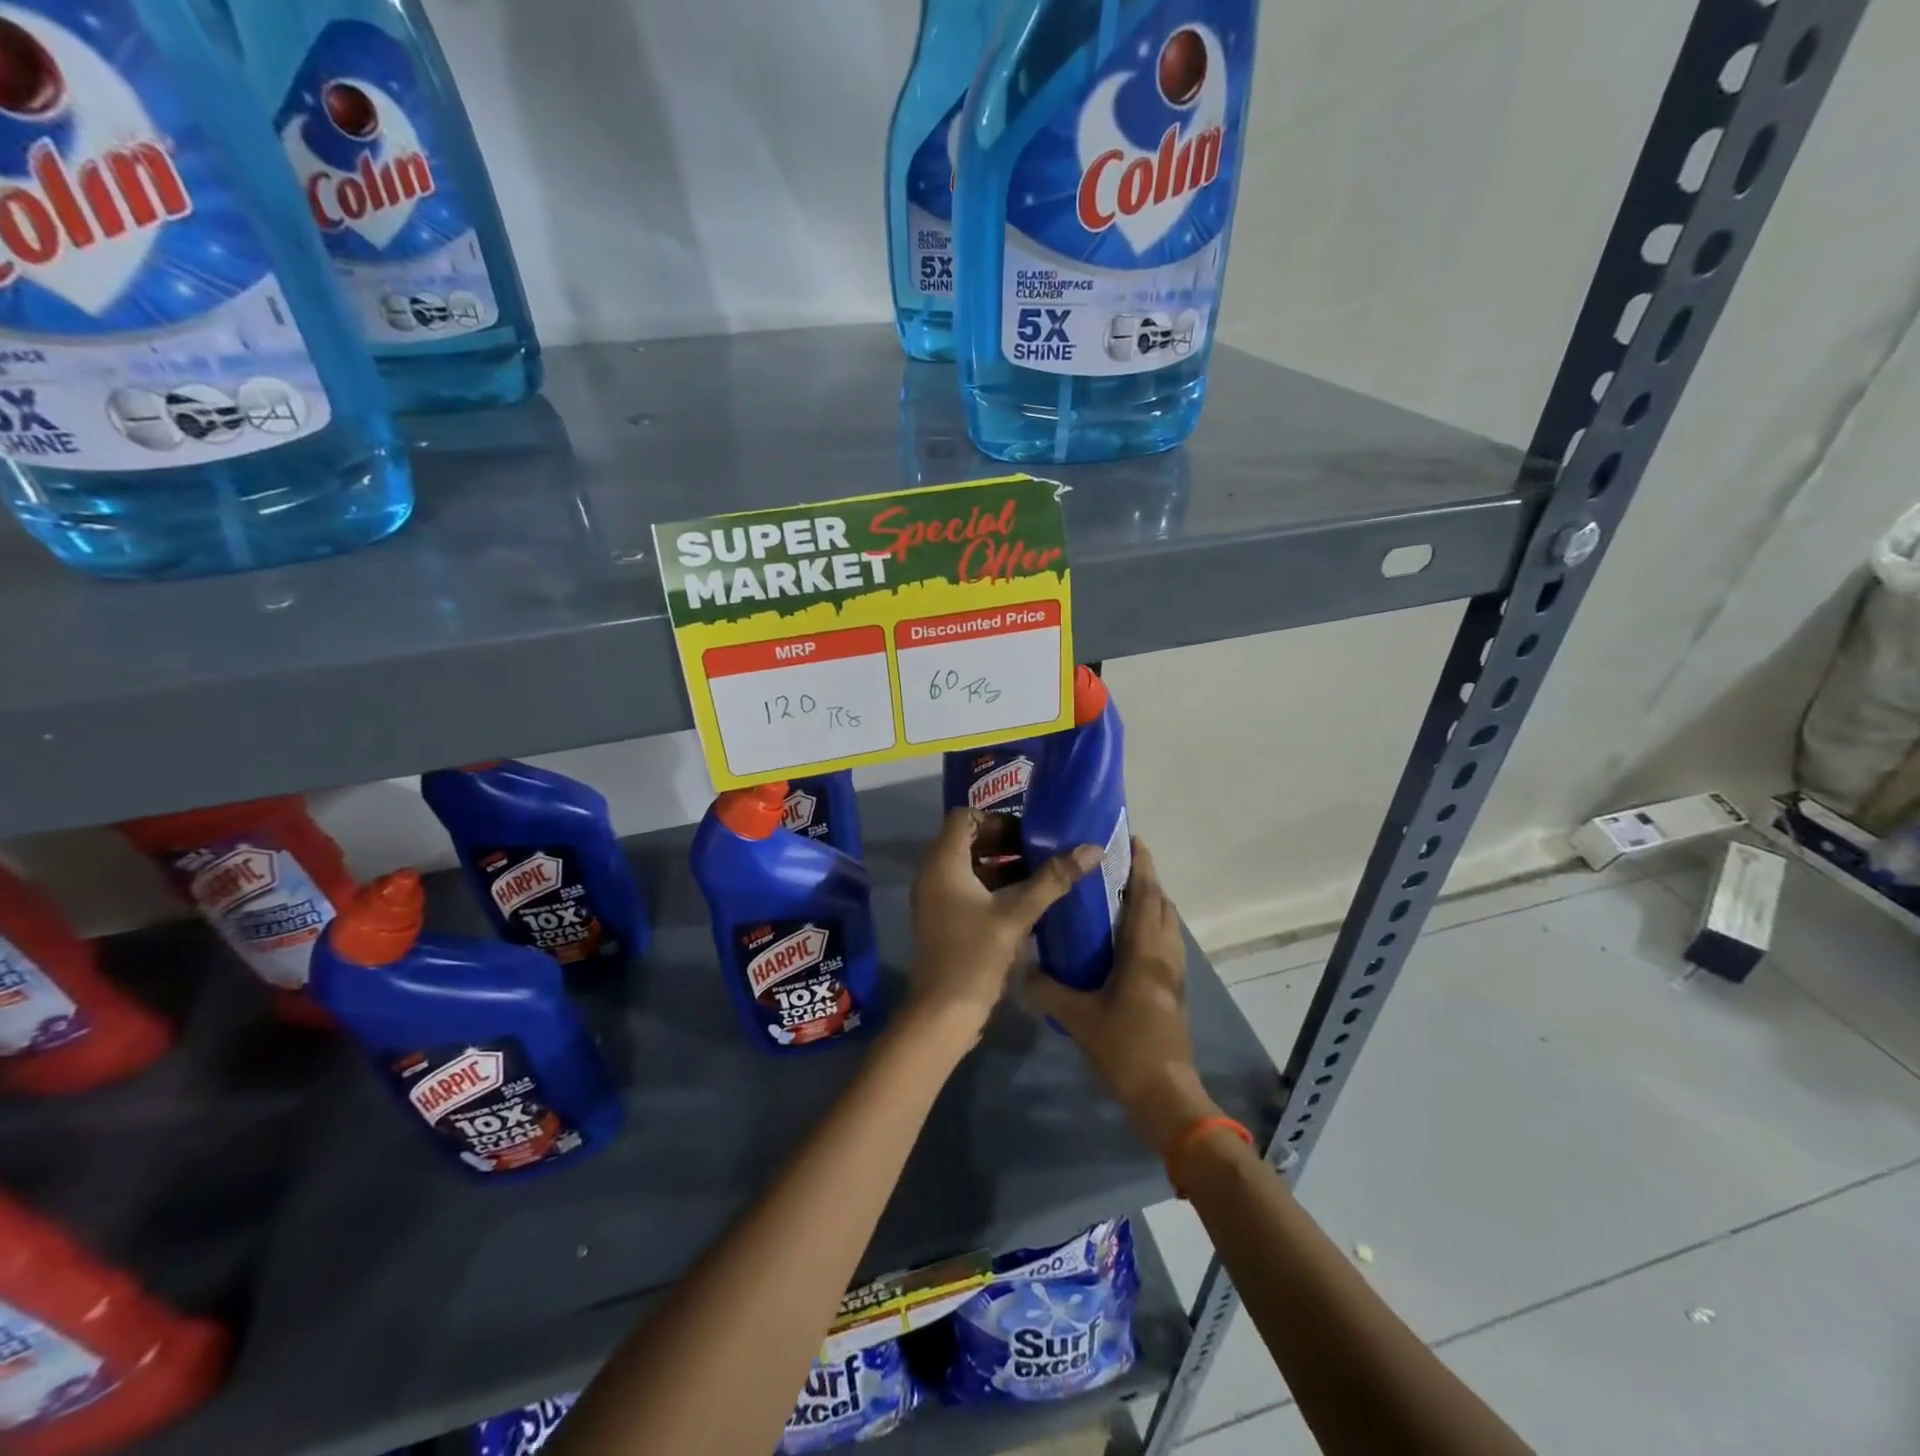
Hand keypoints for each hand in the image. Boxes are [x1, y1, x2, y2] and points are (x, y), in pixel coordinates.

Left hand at [907, 808, 1100, 1045]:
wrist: (943, 1012)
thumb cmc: (975, 956)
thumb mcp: (1017, 914)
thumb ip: (1053, 879)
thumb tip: (1092, 848)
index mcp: (943, 863)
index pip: (964, 817)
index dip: (996, 820)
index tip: (1028, 835)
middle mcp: (933, 874)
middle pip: (967, 841)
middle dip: (1004, 843)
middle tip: (1040, 853)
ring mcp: (936, 899)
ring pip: (969, 867)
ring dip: (1002, 866)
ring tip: (1041, 876)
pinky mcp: (943, 920)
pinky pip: (967, 890)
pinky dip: (993, 888)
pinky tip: (1026, 902)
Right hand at [1023, 839, 1222, 1154]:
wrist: (1166, 1096)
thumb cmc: (1125, 1048)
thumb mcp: (1079, 1018)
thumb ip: (1048, 991)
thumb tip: (1023, 971)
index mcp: (1145, 952)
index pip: (1147, 896)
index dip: (1143, 866)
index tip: (1132, 840)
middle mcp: (1165, 955)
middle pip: (1162, 905)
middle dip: (1146, 880)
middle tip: (1116, 866)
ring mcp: (1175, 974)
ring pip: (1167, 925)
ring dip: (1151, 904)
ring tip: (1119, 896)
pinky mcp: (1174, 992)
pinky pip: (1166, 945)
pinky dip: (1152, 928)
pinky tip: (1126, 940)